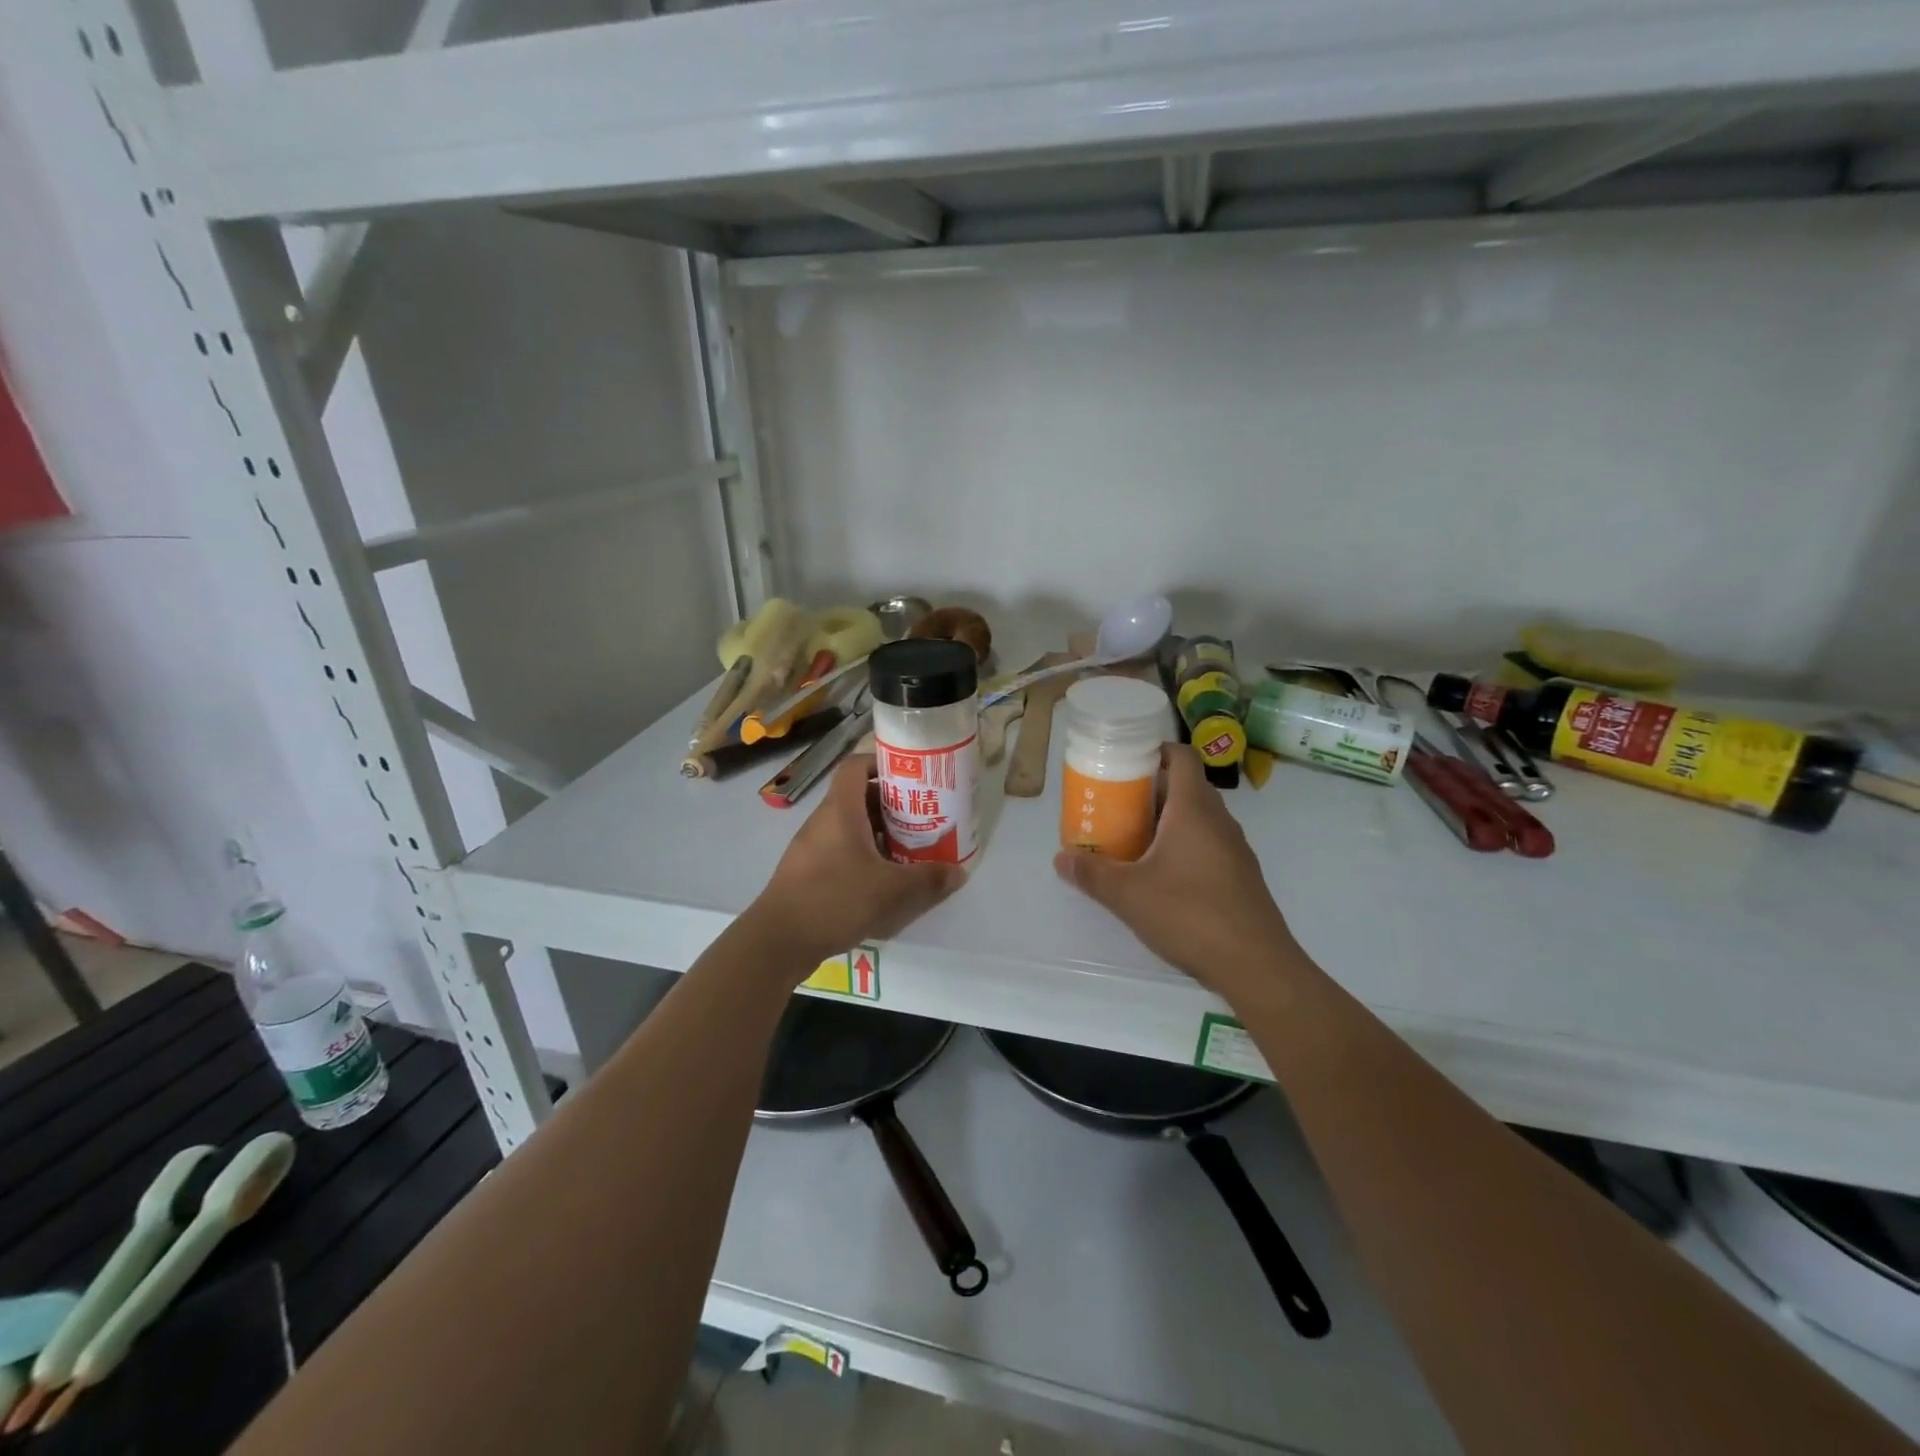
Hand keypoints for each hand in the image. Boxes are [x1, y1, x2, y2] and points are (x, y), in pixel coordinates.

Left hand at [748, 753, 966, 973]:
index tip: (909, 777)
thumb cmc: (835, 899)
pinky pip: (839, 849)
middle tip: (920, 817)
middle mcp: (823, 821)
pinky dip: (862, 854)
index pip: (855, 766)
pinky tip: (881, 879)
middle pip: (857, 797)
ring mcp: (811, 846)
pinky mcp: (806, 871)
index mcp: (840, 810)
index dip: (881, 763)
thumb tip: (959, 872)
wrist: (778, 940)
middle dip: (890, 804)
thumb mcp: (890, 890)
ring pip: (849, 826)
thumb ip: (927, 879)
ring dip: (878, 832)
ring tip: (908, 849)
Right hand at [1054, 744, 1303, 999]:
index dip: (1155, 750)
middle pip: (1186, 786)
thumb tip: (1060, 859)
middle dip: (1151, 789)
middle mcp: (1218, 820)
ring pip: (1198, 817)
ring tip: (1132, 837)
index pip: (1182, 756)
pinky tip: (1161, 873)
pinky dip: (1184, 844)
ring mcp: (1234, 848)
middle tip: (1116, 802)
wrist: (1256, 965)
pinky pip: (1208, 842)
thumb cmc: (1189, 914)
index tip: (1126, 760)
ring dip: (1167, 818)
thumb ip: (1092, 874)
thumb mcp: (1128, 895)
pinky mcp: (1240, 875)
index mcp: (1194, 809)